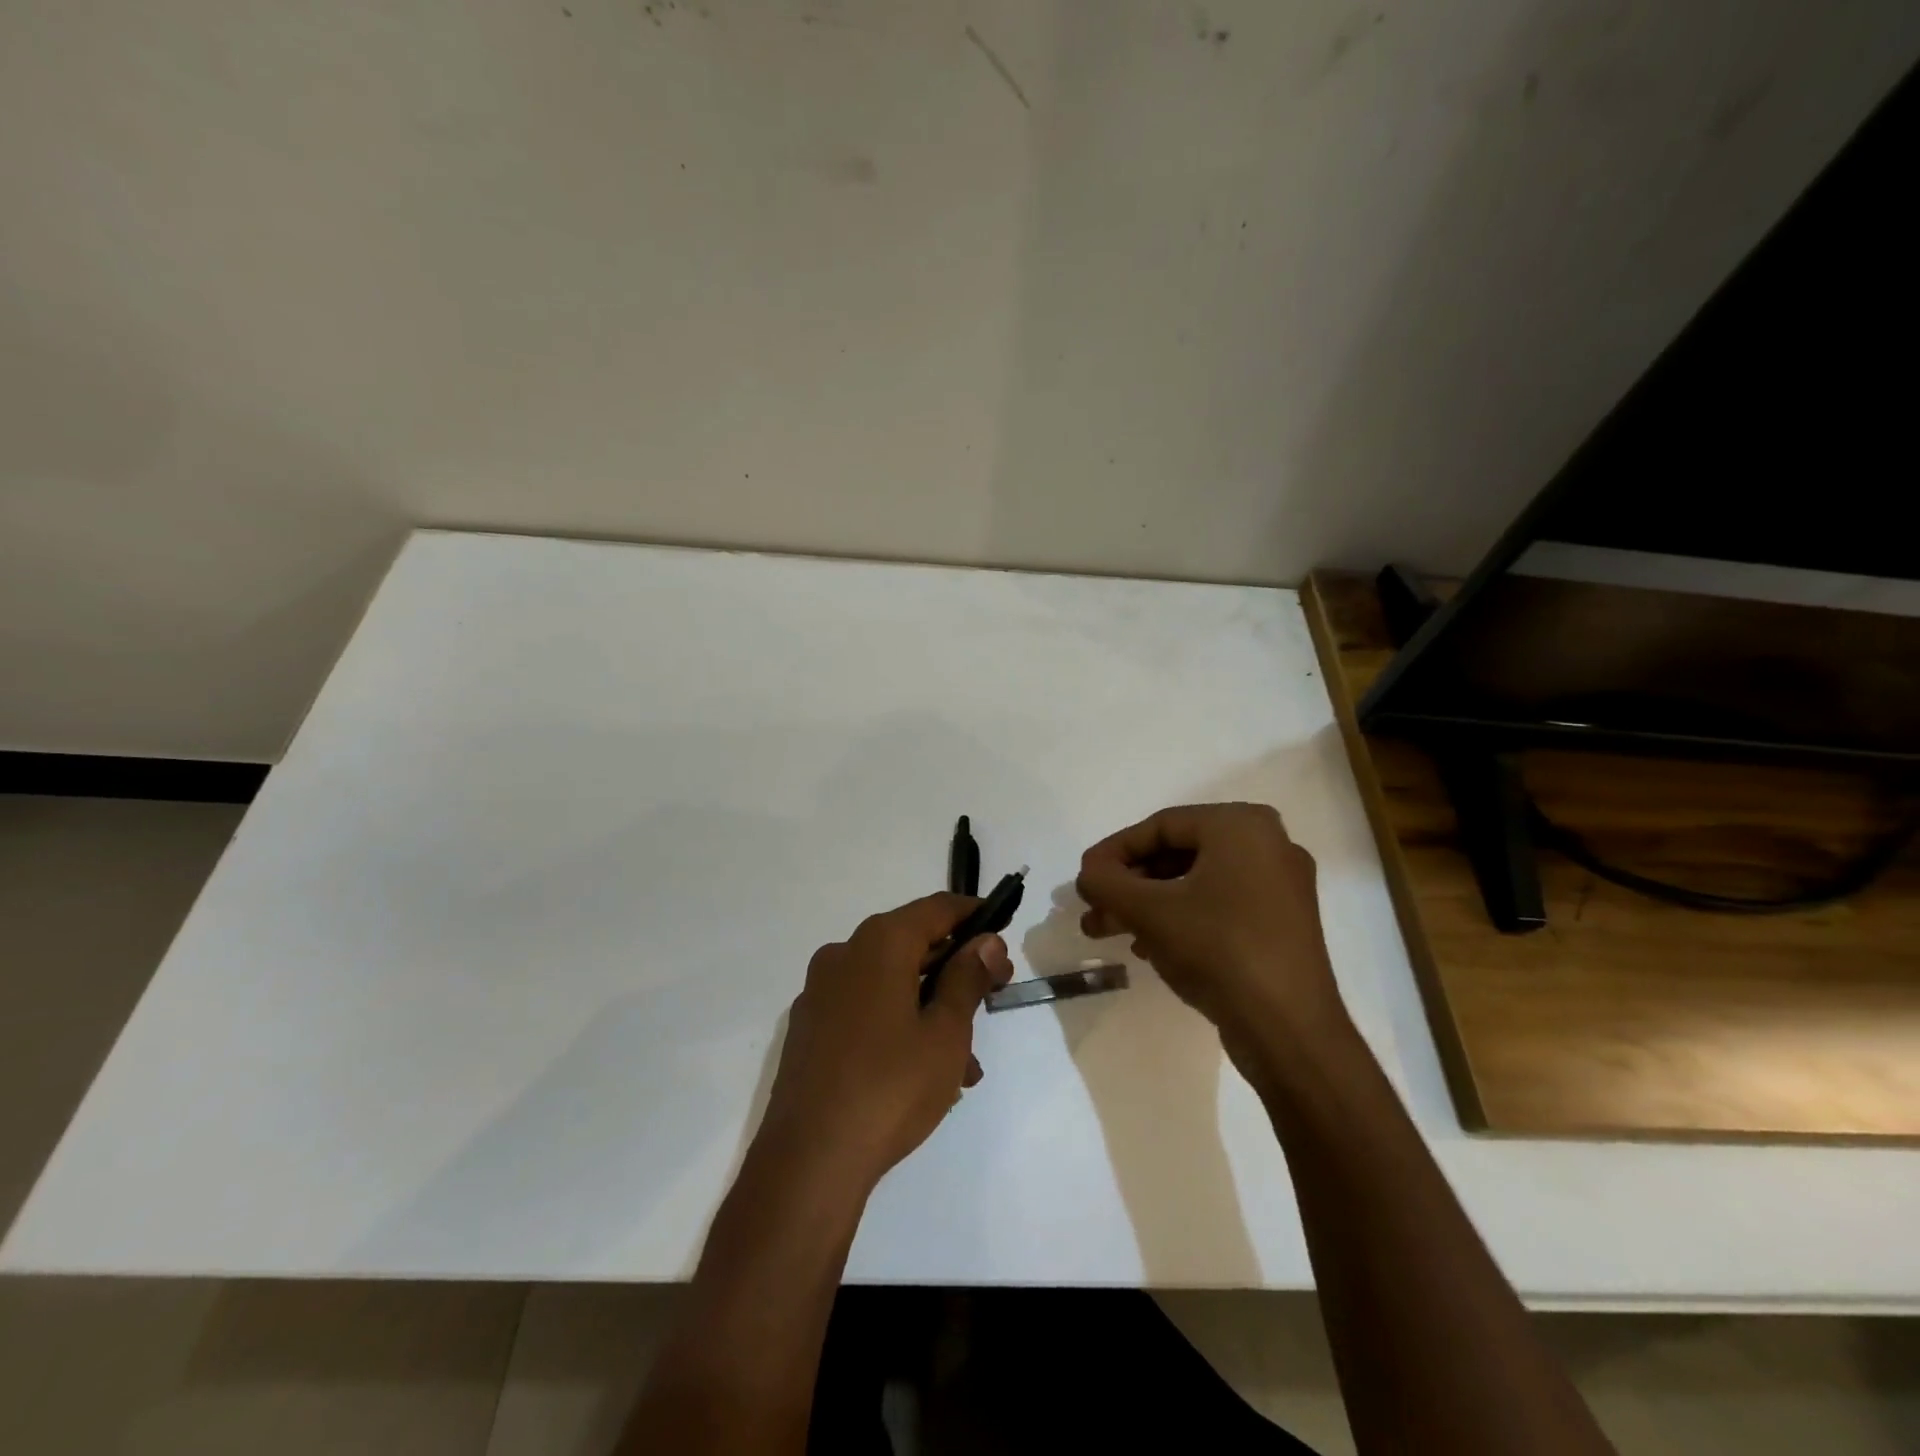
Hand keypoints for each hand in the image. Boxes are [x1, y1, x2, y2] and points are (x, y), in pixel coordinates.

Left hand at [756, 893, 1013, 1194]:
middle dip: (956, 968)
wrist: (809, 1161)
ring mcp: (820, 992)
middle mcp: (844, 954)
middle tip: (992, 996)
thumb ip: (968, 978)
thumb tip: (986, 941)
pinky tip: (923, 1071)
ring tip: (965, 1062)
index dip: (974, 917)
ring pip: (890, 982)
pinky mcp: (809, 1029)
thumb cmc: (890, 1086)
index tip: (1002, 938)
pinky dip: (898, 1024)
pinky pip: (865, 1009)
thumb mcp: (946, 1032)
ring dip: (931, 1007)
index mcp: (879, 943)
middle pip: (912, 943)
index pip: (937, 908)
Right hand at [1076, 803, 1347, 1059]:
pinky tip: (1146, 947)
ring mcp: (1280, 886)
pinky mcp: (1282, 924)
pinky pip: (1218, 905)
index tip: (1084, 879)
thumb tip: (1088, 873)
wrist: (1290, 1031)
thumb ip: (1106, 882)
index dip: (1113, 851)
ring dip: (1147, 904)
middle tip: (1093, 908)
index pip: (1160, 826)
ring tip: (1106, 931)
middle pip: (1177, 854)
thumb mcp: (1149, 911)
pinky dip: (1179, 918)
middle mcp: (1268, 844)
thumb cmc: (1218, 951)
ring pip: (1195, 883)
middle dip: (1128, 884)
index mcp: (1242, 826)